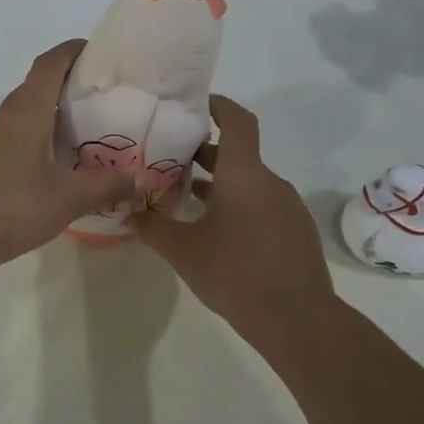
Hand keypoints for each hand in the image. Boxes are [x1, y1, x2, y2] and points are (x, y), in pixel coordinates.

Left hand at [0, 40, 144, 271]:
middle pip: (37, 86)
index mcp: (26, 112)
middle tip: (102, 98)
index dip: (72, 51)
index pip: (49, 64)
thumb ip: (106, 185)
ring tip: (83, 131)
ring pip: (25, 114)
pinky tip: (54, 163)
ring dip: (51, 114)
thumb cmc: (14, 208)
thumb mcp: (68, 198)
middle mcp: (5, 118)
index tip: (99, 52)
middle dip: (68, 84)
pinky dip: (37, 137)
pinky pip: (14, 136)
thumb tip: (140, 180)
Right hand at [129, 95, 333, 334]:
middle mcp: (270, 182)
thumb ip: (152, 227)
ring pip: (250, 183)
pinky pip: (264, 205)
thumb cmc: (234, 273)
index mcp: (244, 174)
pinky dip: (240, 205)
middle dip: (205, 154)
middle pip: (238, 155)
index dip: (218, 106)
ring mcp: (288, 206)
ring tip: (187, 198)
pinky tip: (219, 232)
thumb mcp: (183, 251)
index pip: (237, 121)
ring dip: (221, 184)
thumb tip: (126, 212)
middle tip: (171, 160)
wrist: (296, 318)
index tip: (195, 105)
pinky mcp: (296, 230)